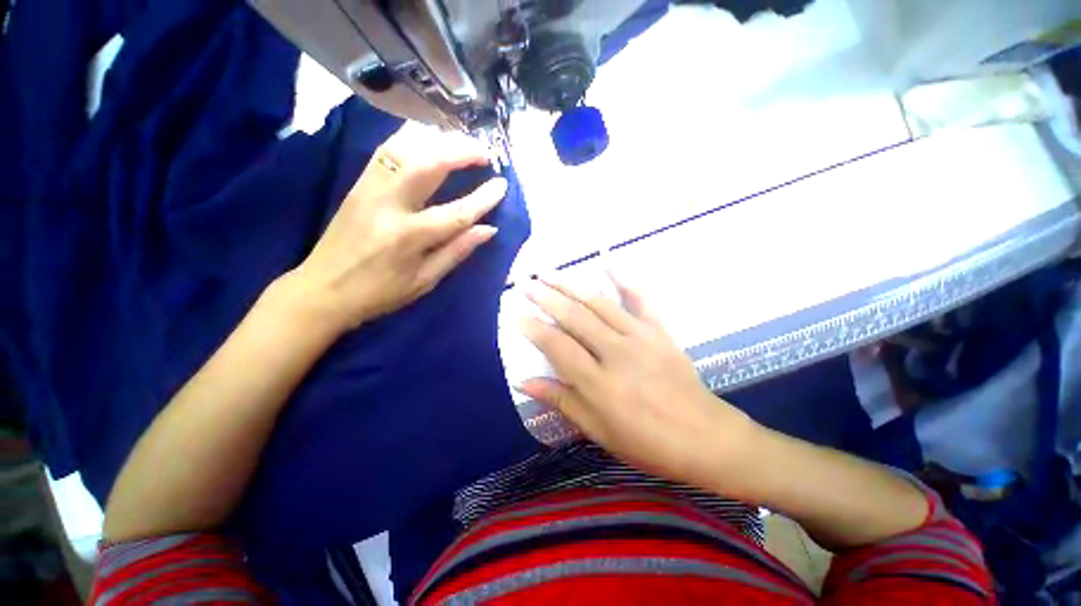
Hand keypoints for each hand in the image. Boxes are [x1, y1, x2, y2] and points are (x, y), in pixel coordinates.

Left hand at [285, 125, 506, 332]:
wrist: (322, 289)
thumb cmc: (380, 292)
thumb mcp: (425, 280)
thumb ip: (457, 251)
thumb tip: (488, 229)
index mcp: (409, 238)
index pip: (456, 212)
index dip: (483, 198)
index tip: (502, 185)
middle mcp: (389, 206)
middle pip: (428, 164)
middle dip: (461, 152)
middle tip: (484, 153)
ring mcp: (369, 189)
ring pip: (405, 148)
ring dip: (438, 140)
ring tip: (461, 144)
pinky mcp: (358, 184)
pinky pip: (387, 151)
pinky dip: (412, 140)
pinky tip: (429, 142)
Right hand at [517, 276, 758, 488]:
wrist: (705, 437)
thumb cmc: (647, 442)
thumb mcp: (598, 431)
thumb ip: (561, 400)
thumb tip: (523, 382)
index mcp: (599, 383)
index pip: (556, 346)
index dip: (532, 328)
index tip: (513, 313)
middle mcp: (616, 353)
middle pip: (574, 318)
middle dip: (545, 297)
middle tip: (524, 283)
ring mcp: (640, 337)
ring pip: (598, 303)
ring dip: (570, 285)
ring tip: (548, 272)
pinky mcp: (659, 331)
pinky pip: (640, 299)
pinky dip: (624, 279)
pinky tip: (608, 263)